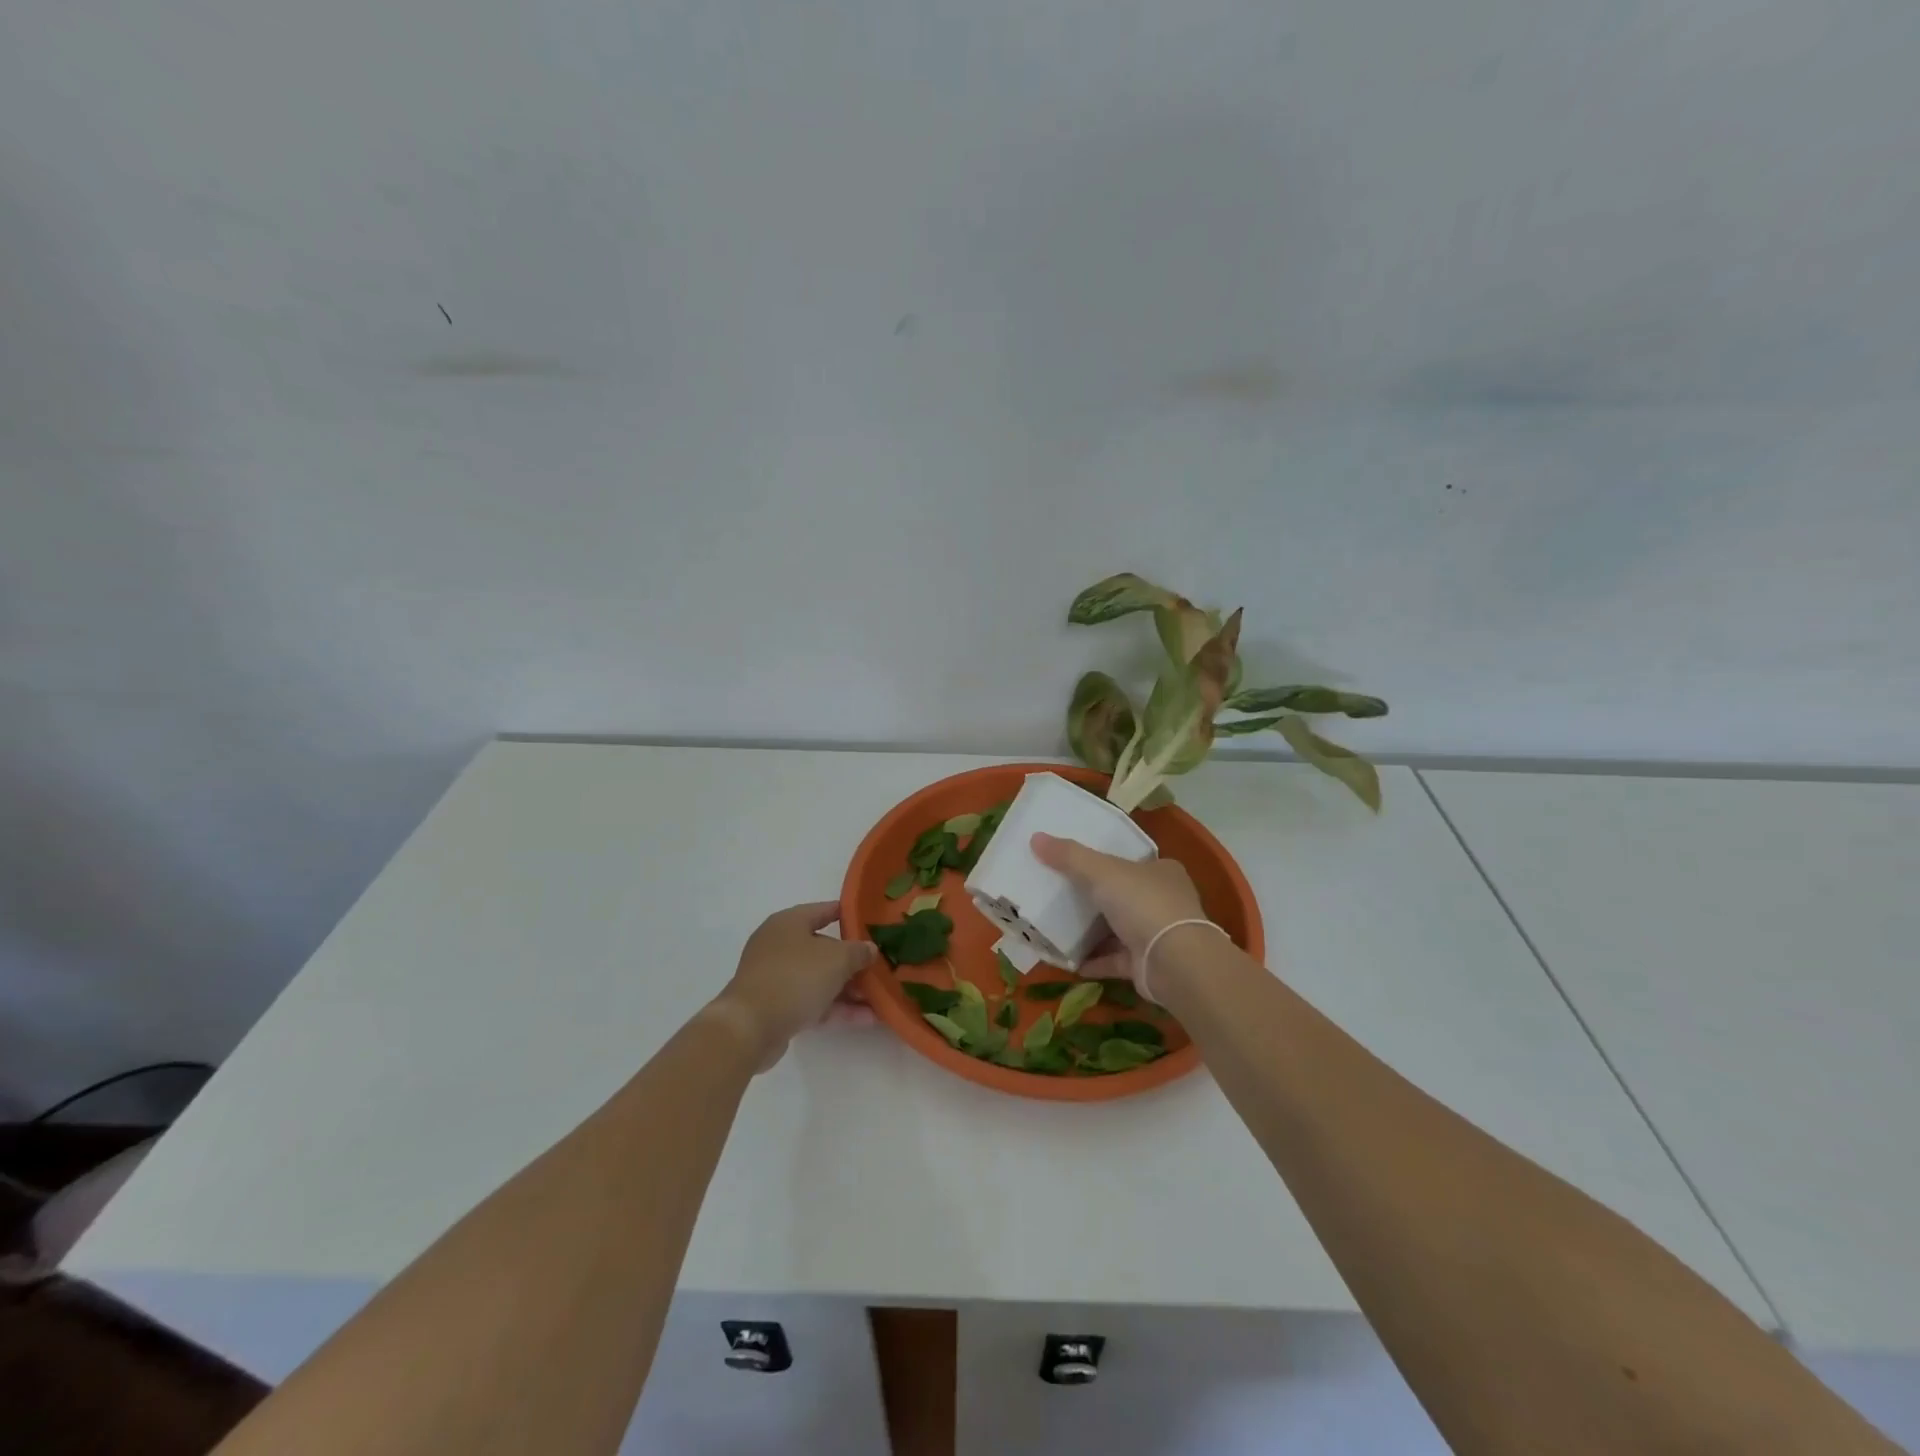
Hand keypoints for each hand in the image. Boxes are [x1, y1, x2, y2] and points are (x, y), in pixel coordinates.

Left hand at [713, 902, 874, 1070]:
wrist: (750, 1027)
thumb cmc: (795, 978)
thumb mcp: (837, 959)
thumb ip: (858, 951)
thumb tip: (869, 949)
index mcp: (789, 923)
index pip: (823, 910)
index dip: (848, 914)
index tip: (871, 921)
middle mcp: (779, 945)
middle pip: (823, 949)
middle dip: (853, 961)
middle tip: (879, 967)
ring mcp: (776, 978)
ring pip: (819, 978)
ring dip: (848, 989)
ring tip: (880, 998)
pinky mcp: (775, 1007)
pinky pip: (812, 1002)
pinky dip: (836, 1008)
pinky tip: (866, 1019)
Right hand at [1031, 833, 1207, 993]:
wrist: (1174, 962)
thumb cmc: (1144, 904)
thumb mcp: (1102, 871)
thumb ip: (1070, 856)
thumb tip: (1036, 837)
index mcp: (1162, 872)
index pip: (1134, 862)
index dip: (1109, 861)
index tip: (1080, 863)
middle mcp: (1165, 902)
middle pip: (1125, 896)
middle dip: (1097, 897)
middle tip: (1062, 894)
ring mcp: (1157, 935)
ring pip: (1120, 929)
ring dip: (1094, 931)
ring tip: (1059, 926)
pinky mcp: (1147, 965)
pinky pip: (1115, 960)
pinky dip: (1094, 960)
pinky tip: (1069, 960)